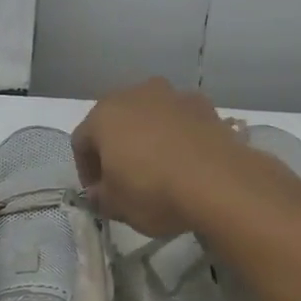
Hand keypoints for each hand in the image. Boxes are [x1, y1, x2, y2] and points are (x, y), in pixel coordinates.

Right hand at [71, 79, 250, 235]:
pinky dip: (177, 136)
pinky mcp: (205, 105)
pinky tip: (186, 162)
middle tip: (123, 178)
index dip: (85, 170)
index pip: (81, 142)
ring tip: (158, 168)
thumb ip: (100, 197)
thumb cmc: (153, 191)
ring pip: (150, 117)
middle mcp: (135, 94)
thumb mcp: (116, 206)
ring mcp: (172, 95)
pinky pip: (180, 121)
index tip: (98, 193)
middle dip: (115, 147)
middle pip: (115, 121)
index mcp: (104, 115)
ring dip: (147, 137)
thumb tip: (99, 193)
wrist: (219, 182)